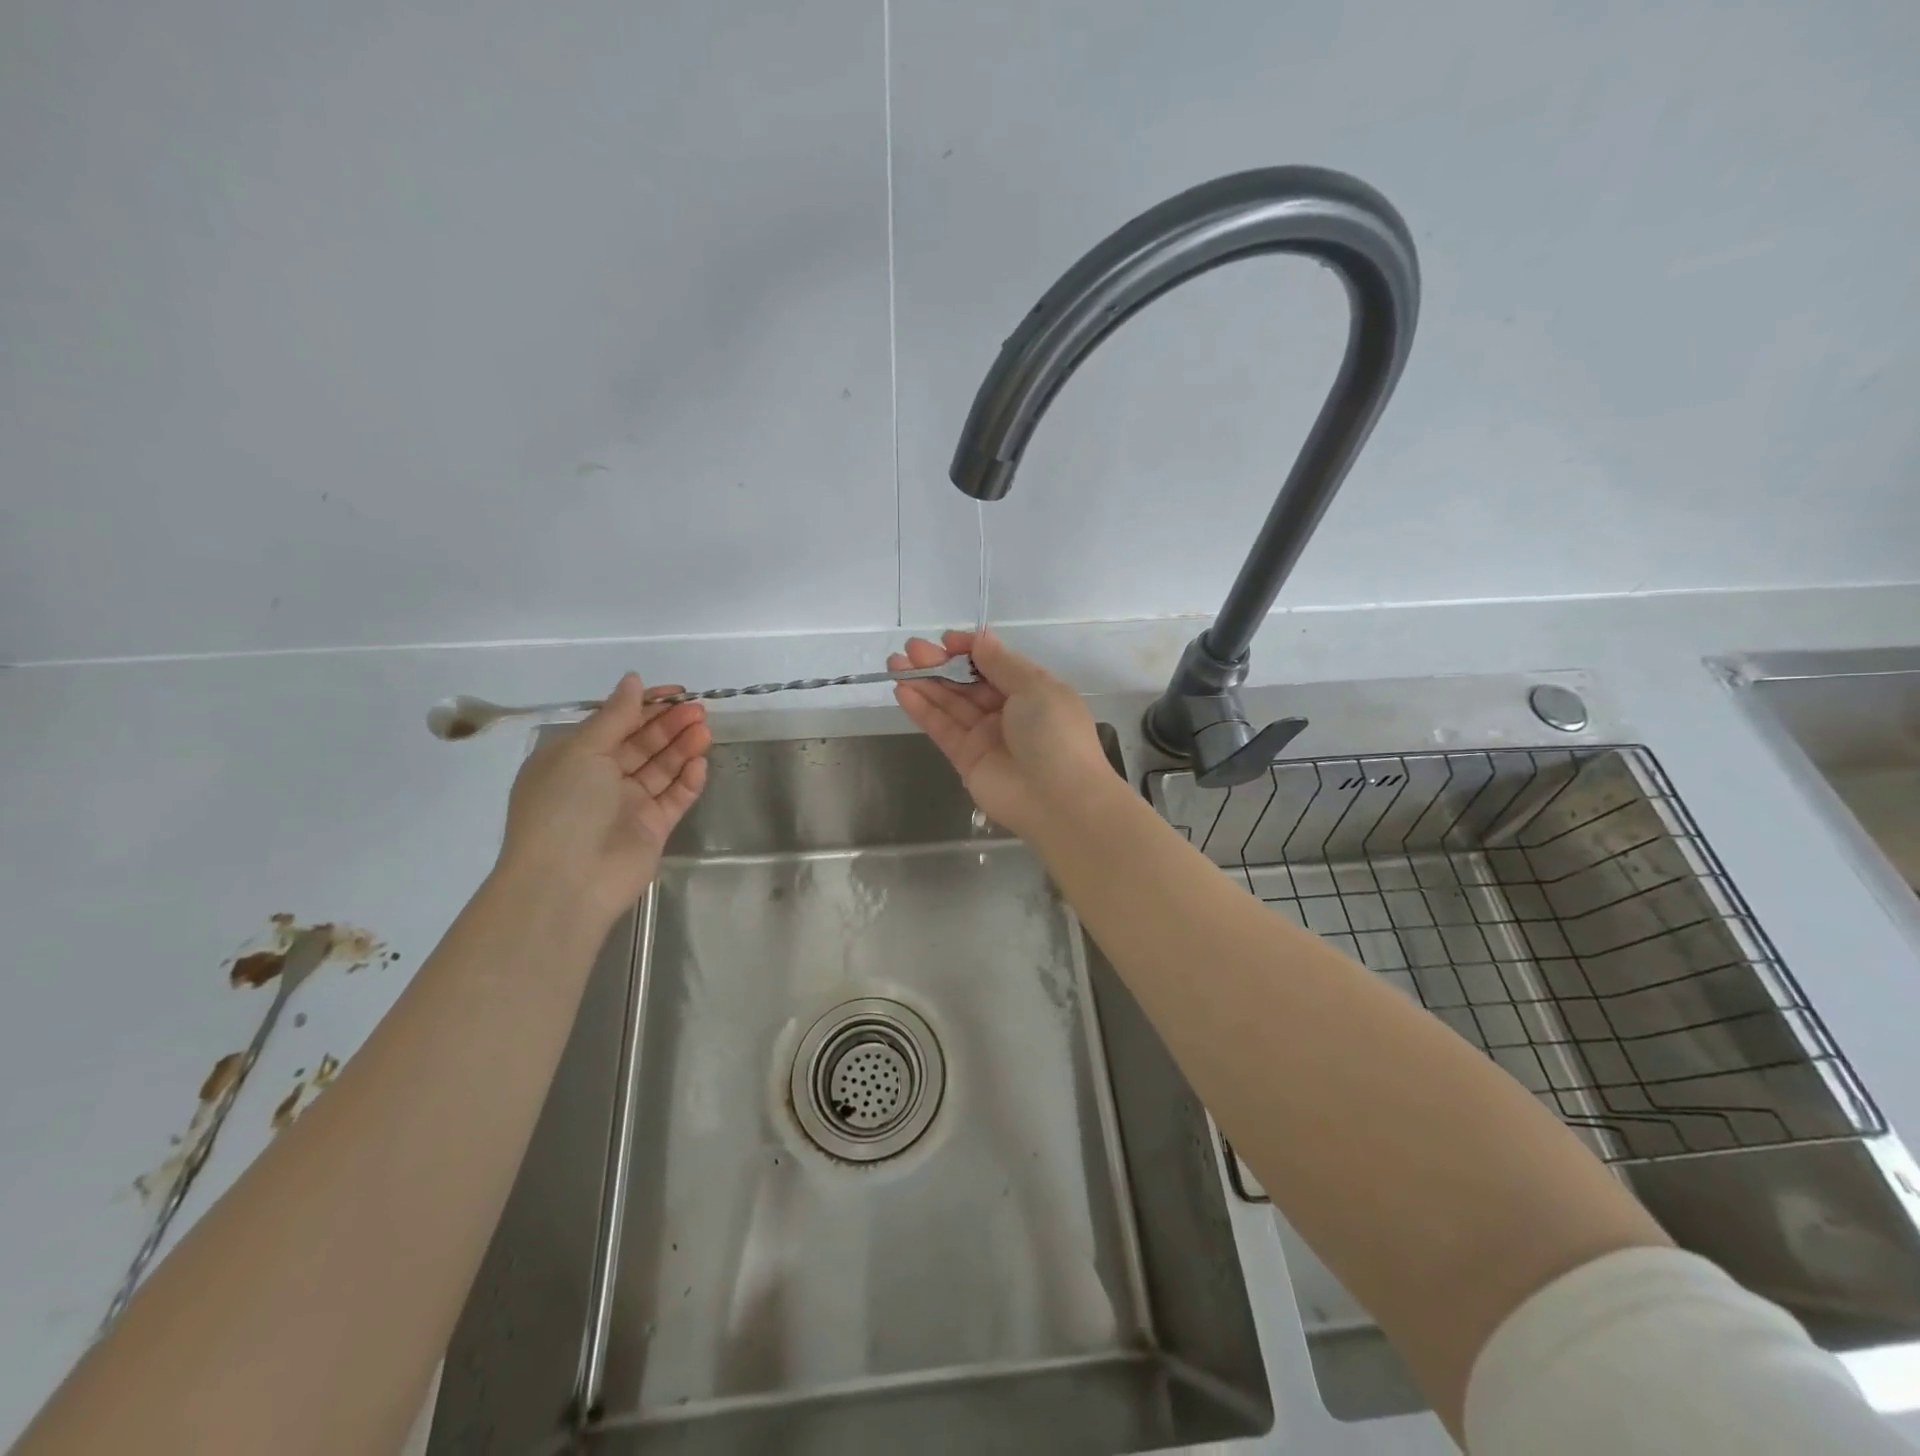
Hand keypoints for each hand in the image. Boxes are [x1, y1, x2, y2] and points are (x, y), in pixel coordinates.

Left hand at [496, 675, 710, 926]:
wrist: (568, 881)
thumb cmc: (565, 806)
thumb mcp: (583, 750)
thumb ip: (615, 715)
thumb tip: (633, 680)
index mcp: (573, 758)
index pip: (615, 723)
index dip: (645, 705)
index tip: (676, 692)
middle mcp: (600, 779)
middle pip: (642, 744)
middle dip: (669, 724)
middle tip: (699, 709)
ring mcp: (628, 805)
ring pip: (661, 768)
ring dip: (682, 747)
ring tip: (705, 730)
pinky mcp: (652, 828)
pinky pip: (674, 798)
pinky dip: (688, 781)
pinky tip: (701, 764)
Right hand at [890, 629, 1115, 840]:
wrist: (1059, 800)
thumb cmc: (1054, 735)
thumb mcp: (1035, 688)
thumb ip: (1002, 664)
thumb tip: (980, 638)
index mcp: (1032, 691)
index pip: (995, 664)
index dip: (970, 651)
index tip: (946, 640)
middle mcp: (1008, 712)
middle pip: (968, 683)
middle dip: (941, 664)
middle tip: (911, 648)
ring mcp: (986, 737)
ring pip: (950, 704)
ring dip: (924, 683)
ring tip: (896, 662)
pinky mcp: (966, 760)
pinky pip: (942, 729)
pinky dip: (922, 710)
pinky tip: (902, 690)